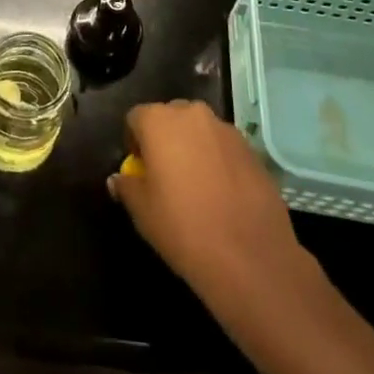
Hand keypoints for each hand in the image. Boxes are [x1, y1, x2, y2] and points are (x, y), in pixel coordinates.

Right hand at [109, 101, 318, 303]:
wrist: (250, 258)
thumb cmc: (183, 228)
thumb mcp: (142, 211)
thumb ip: (126, 186)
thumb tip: (120, 179)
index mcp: (159, 121)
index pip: (136, 117)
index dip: (134, 142)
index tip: (139, 169)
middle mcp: (194, 115)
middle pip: (170, 118)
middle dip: (164, 139)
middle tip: (165, 175)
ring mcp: (227, 131)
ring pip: (200, 131)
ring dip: (193, 148)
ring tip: (196, 186)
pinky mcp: (253, 151)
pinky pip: (224, 148)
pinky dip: (218, 161)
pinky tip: (222, 195)